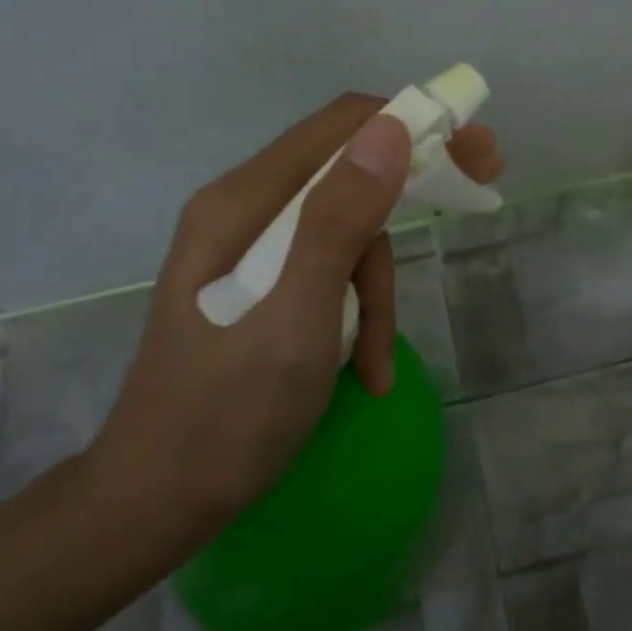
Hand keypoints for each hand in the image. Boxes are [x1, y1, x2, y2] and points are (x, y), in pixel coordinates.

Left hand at [84, 94, 503, 556]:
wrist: (152, 505)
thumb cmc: (225, 417)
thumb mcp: (297, 320)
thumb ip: (339, 220)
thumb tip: (392, 128)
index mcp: (244, 201)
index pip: (343, 124)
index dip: (416, 124)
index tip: (476, 154)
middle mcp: (244, 208)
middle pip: (348, 172)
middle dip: (410, 194)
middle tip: (480, 193)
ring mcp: (248, 247)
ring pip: (345, 231)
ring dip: (377, 289)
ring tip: (375, 364)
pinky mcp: (259, 284)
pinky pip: (327, 270)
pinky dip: (356, 312)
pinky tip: (363, 371)